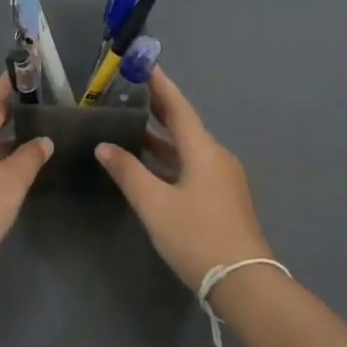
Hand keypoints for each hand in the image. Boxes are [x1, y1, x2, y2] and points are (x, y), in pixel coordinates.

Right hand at [96, 67, 270, 290]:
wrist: (243, 282)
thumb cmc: (197, 236)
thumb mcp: (154, 204)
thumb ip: (128, 172)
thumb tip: (104, 146)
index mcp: (203, 150)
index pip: (178, 107)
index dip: (160, 84)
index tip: (144, 63)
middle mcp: (216, 157)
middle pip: (184, 124)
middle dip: (158, 107)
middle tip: (130, 90)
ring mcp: (222, 179)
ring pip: (187, 147)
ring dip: (161, 136)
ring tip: (131, 125)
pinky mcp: (221, 198)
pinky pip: (191, 165)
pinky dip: (169, 158)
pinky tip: (149, 165)